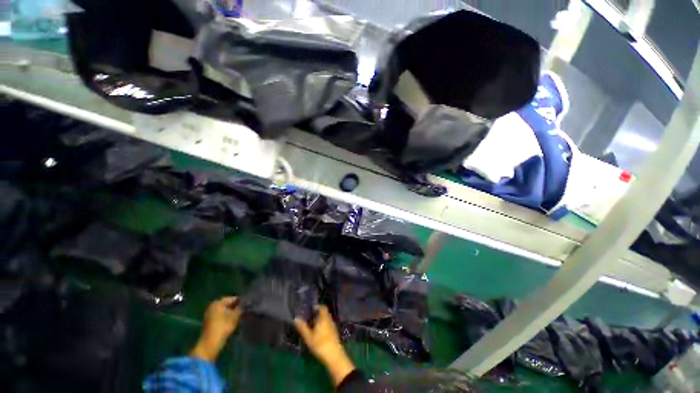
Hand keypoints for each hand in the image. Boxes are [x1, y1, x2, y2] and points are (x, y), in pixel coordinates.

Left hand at [190, 297, 241, 360]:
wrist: (210, 344)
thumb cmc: (223, 327)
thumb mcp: (235, 315)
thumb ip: (241, 307)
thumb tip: (246, 302)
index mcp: (217, 303)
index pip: (233, 298)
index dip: (242, 301)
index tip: (249, 305)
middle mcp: (212, 306)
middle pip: (228, 305)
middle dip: (237, 308)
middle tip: (246, 311)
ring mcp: (210, 315)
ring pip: (225, 311)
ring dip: (233, 313)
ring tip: (242, 317)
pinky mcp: (210, 322)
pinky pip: (222, 317)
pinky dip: (228, 318)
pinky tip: (235, 322)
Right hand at [294, 306, 354, 386]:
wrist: (334, 355)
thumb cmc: (320, 344)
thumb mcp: (309, 337)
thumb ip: (302, 327)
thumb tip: (296, 318)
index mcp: (324, 318)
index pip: (322, 307)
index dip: (317, 306)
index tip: (311, 309)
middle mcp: (329, 320)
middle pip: (324, 313)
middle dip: (318, 314)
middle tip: (310, 318)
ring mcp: (333, 326)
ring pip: (326, 319)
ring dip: (320, 320)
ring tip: (312, 326)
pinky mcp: (334, 333)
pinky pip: (328, 325)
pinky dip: (323, 325)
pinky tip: (318, 333)